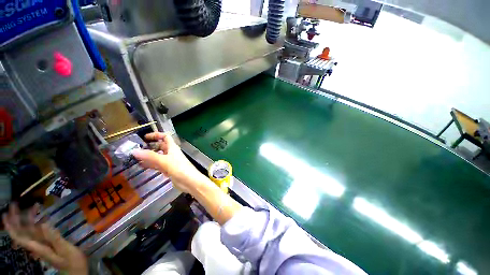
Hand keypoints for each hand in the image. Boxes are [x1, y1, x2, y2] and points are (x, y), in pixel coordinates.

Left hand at [2, 203, 87, 274]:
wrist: (75, 270)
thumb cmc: (72, 262)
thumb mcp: (65, 250)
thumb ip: (55, 239)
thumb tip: (43, 224)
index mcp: (38, 247)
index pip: (19, 237)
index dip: (11, 226)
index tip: (5, 214)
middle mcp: (36, 244)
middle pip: (21, 232)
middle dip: (15, 218)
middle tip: (14, 204)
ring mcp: (42, 243)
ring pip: (29, 230)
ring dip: (27, 218)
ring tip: (32, 205)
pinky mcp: (47, 242)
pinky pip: (38, 231)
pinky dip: (37, 222)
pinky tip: (41, 216)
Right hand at [132, 132, 207, 193]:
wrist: (189, 181)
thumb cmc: (179, 168)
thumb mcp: (164, 161)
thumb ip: (150, 156)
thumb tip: (134, 151)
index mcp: (173, 147)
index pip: (165, 137)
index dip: (156, 135)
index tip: (144, 137)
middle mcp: (171, 153)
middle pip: (161, 146)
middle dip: (150, 146)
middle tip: (137, 148)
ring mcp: (170, 162)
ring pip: (158, 156)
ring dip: (149, 156)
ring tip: (135, 157)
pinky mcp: (168, 170)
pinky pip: (158, 165)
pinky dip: (151, 164)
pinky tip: (141, 166)